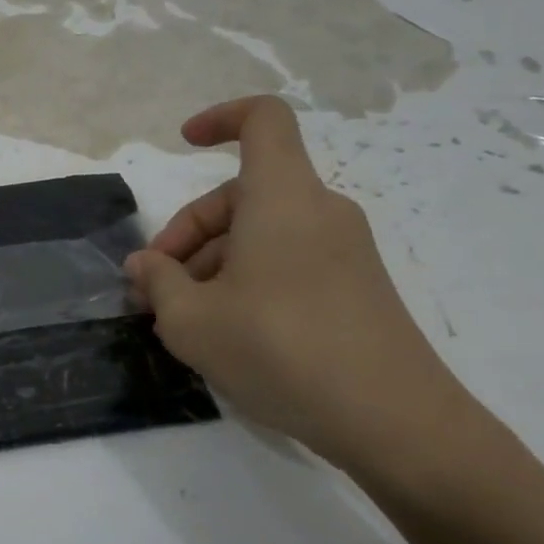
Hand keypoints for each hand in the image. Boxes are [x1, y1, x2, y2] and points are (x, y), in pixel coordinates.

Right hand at [124, 95, 468, 473]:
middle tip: (154, 288)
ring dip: (211, 263)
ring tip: (180, 319)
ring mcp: (344, 251)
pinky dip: (247, 280)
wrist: (397, 425)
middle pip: (241, 194)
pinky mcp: (356, 289)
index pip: (263, 119)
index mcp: (282, 197)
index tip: (184, 144)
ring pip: (261, 233)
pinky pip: (287, 261)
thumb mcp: (191, 319)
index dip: (220, 118)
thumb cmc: (280, 349)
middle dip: (188, 233)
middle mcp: (318, 212)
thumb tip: (145, 266)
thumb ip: (158, 282)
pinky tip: (225, 332)